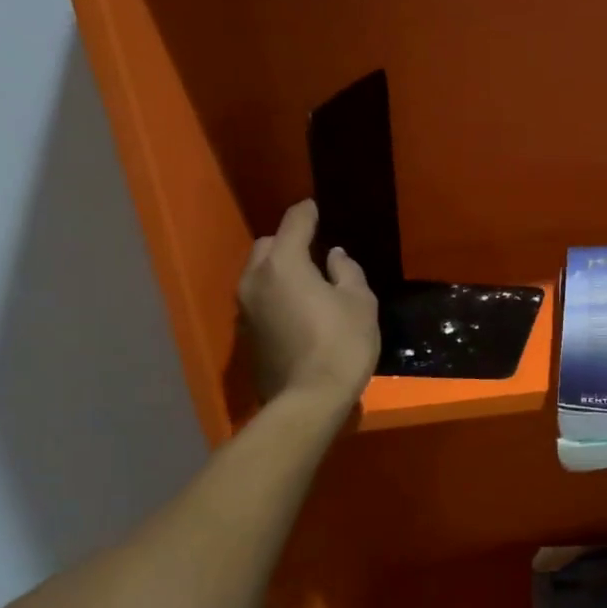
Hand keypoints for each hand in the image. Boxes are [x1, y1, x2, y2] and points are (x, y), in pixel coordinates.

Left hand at [237, 200, 378, 406]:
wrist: (308, 400)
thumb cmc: (341, 344)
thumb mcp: (360, 302)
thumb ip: (346, 271)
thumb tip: (334, 257)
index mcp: (284, 264)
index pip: (294, 223)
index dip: (308, 212)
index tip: (316, 207)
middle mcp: (256, 279)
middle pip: (269, 245)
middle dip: (289, 240)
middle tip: (315, 249)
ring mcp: (246, 307)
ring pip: (259, 272)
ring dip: (279, 268)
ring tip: (307, 278)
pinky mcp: (246, 332)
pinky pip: (260, 296)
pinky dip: (275, 292)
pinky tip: (297, 305)